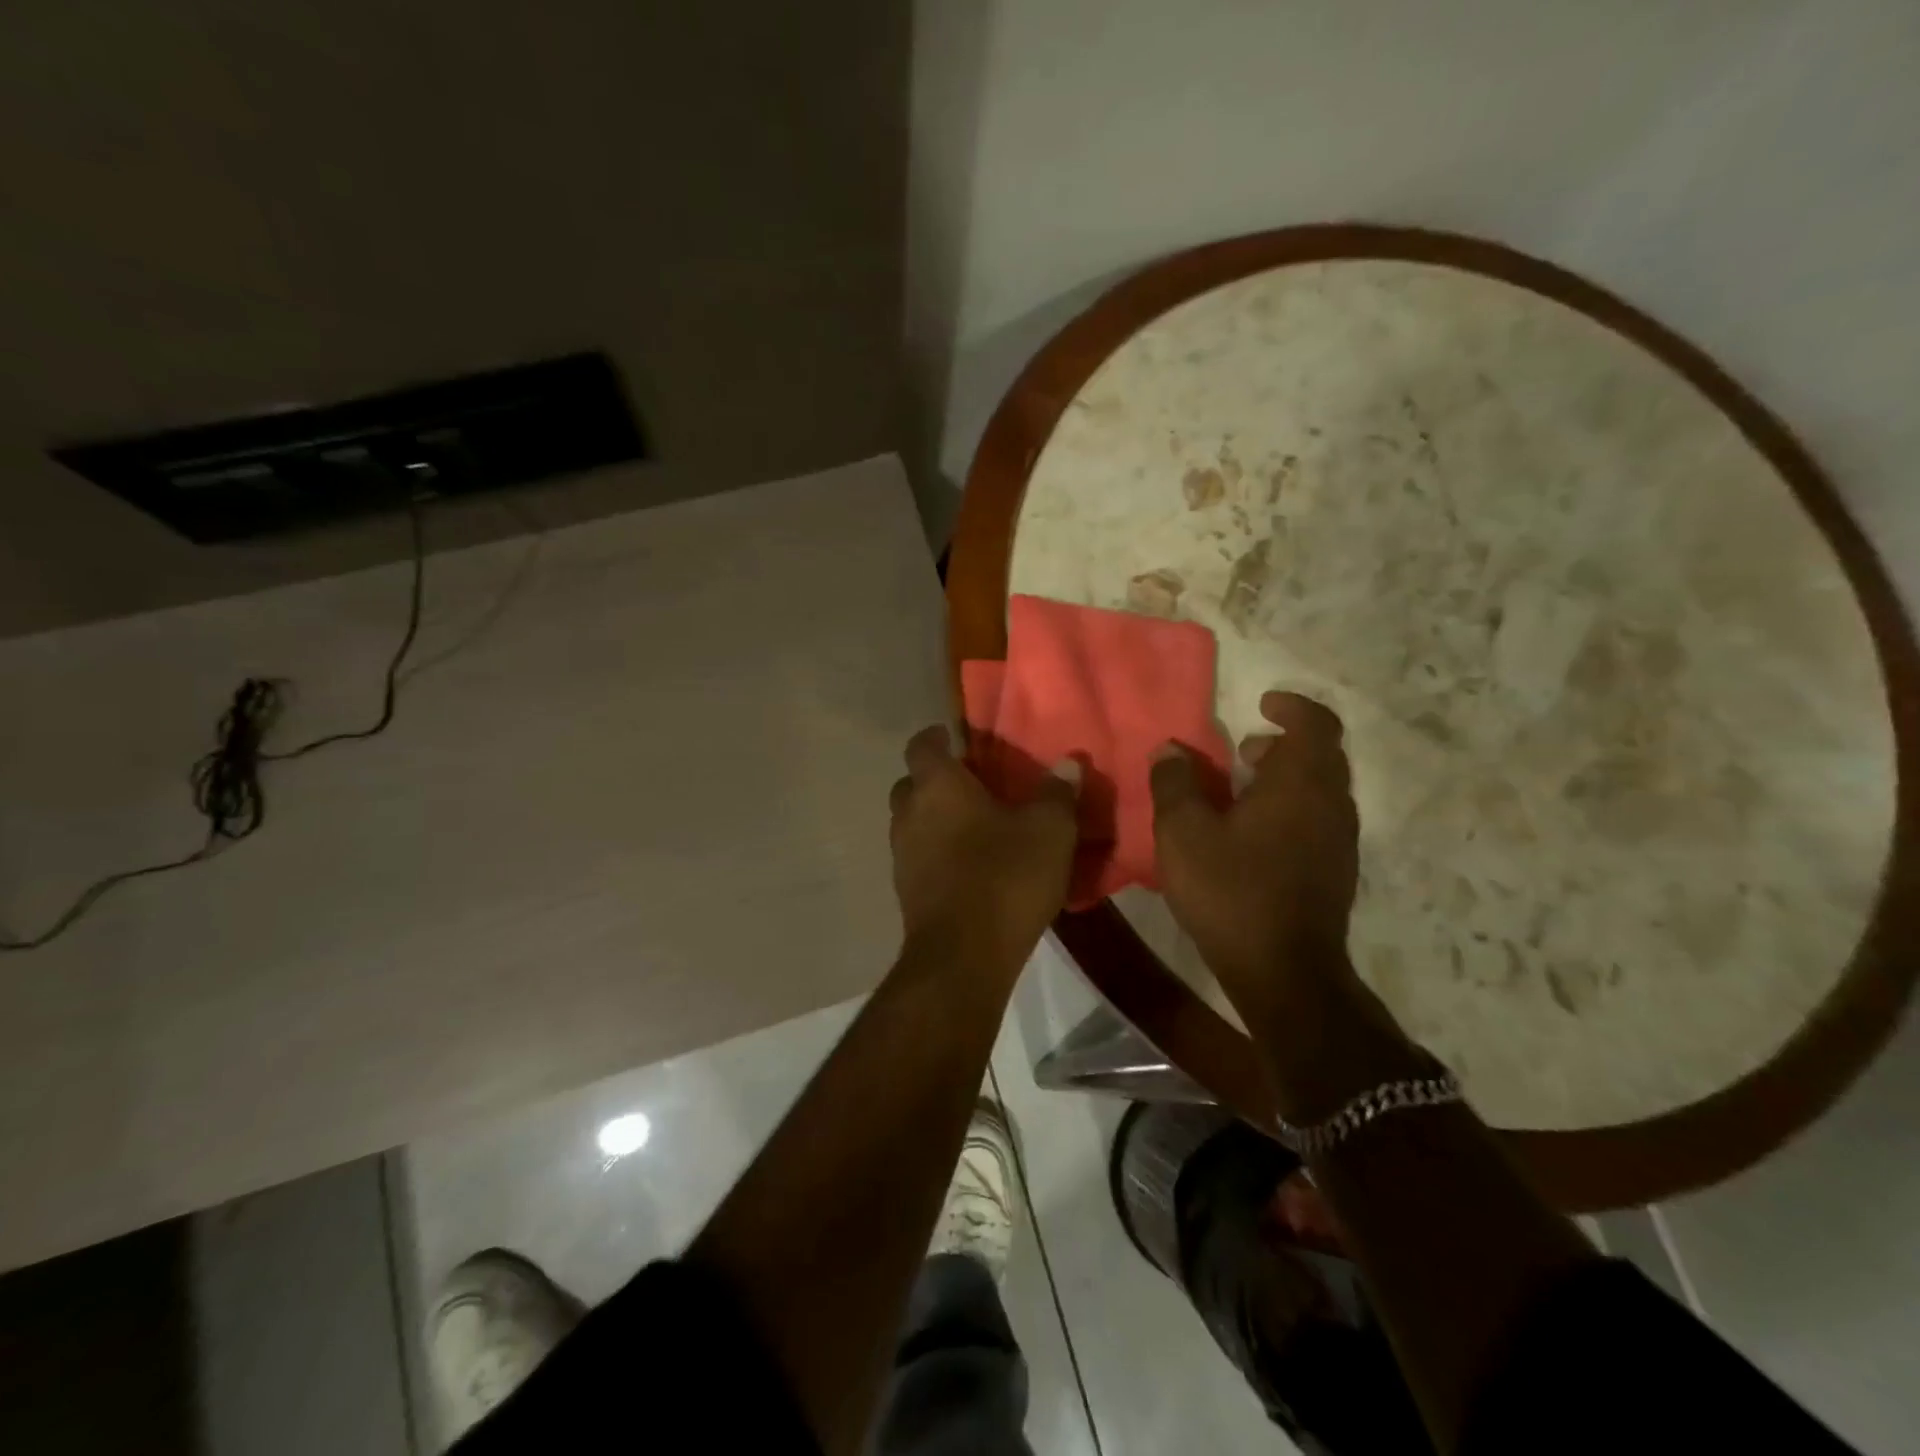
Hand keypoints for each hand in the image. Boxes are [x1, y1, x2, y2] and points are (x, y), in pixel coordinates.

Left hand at [888, 726, 1080, 971]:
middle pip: (911, 784)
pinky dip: (936, 853)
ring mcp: (901, 855)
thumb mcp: (1049, 831)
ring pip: (912, 822)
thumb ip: (1058, 793)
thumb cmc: (1005, 877)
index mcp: (937, 786)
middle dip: (936, 781)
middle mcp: (909, 814)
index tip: (960, 740)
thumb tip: (1069, 763)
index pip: (922, 744)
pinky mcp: (904, 891)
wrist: (963, 956)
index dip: (938, 737)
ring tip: (974, 828)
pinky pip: (918, 857)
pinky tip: (968, 867)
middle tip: (973, 787)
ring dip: (935, 820)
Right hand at [1149, 692, 1360, 995]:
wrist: (1285, 972)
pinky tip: (1251, 836)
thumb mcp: (1183, 833)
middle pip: (1321, 755)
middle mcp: (1332, 804)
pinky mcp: (1336, 871)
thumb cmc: (1231, 892)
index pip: (1316, 723)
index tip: (1261, 704)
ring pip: (1320, 790)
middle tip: (1241, 753)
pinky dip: (1291, 809)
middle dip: (1282, 745)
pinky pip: (1318, 820)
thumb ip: (1175, 783)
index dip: (1291, 706)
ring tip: (1239, 793)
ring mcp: (1340, 841)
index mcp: (1301, 784)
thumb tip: (1171, 750)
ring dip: (1286, 779)